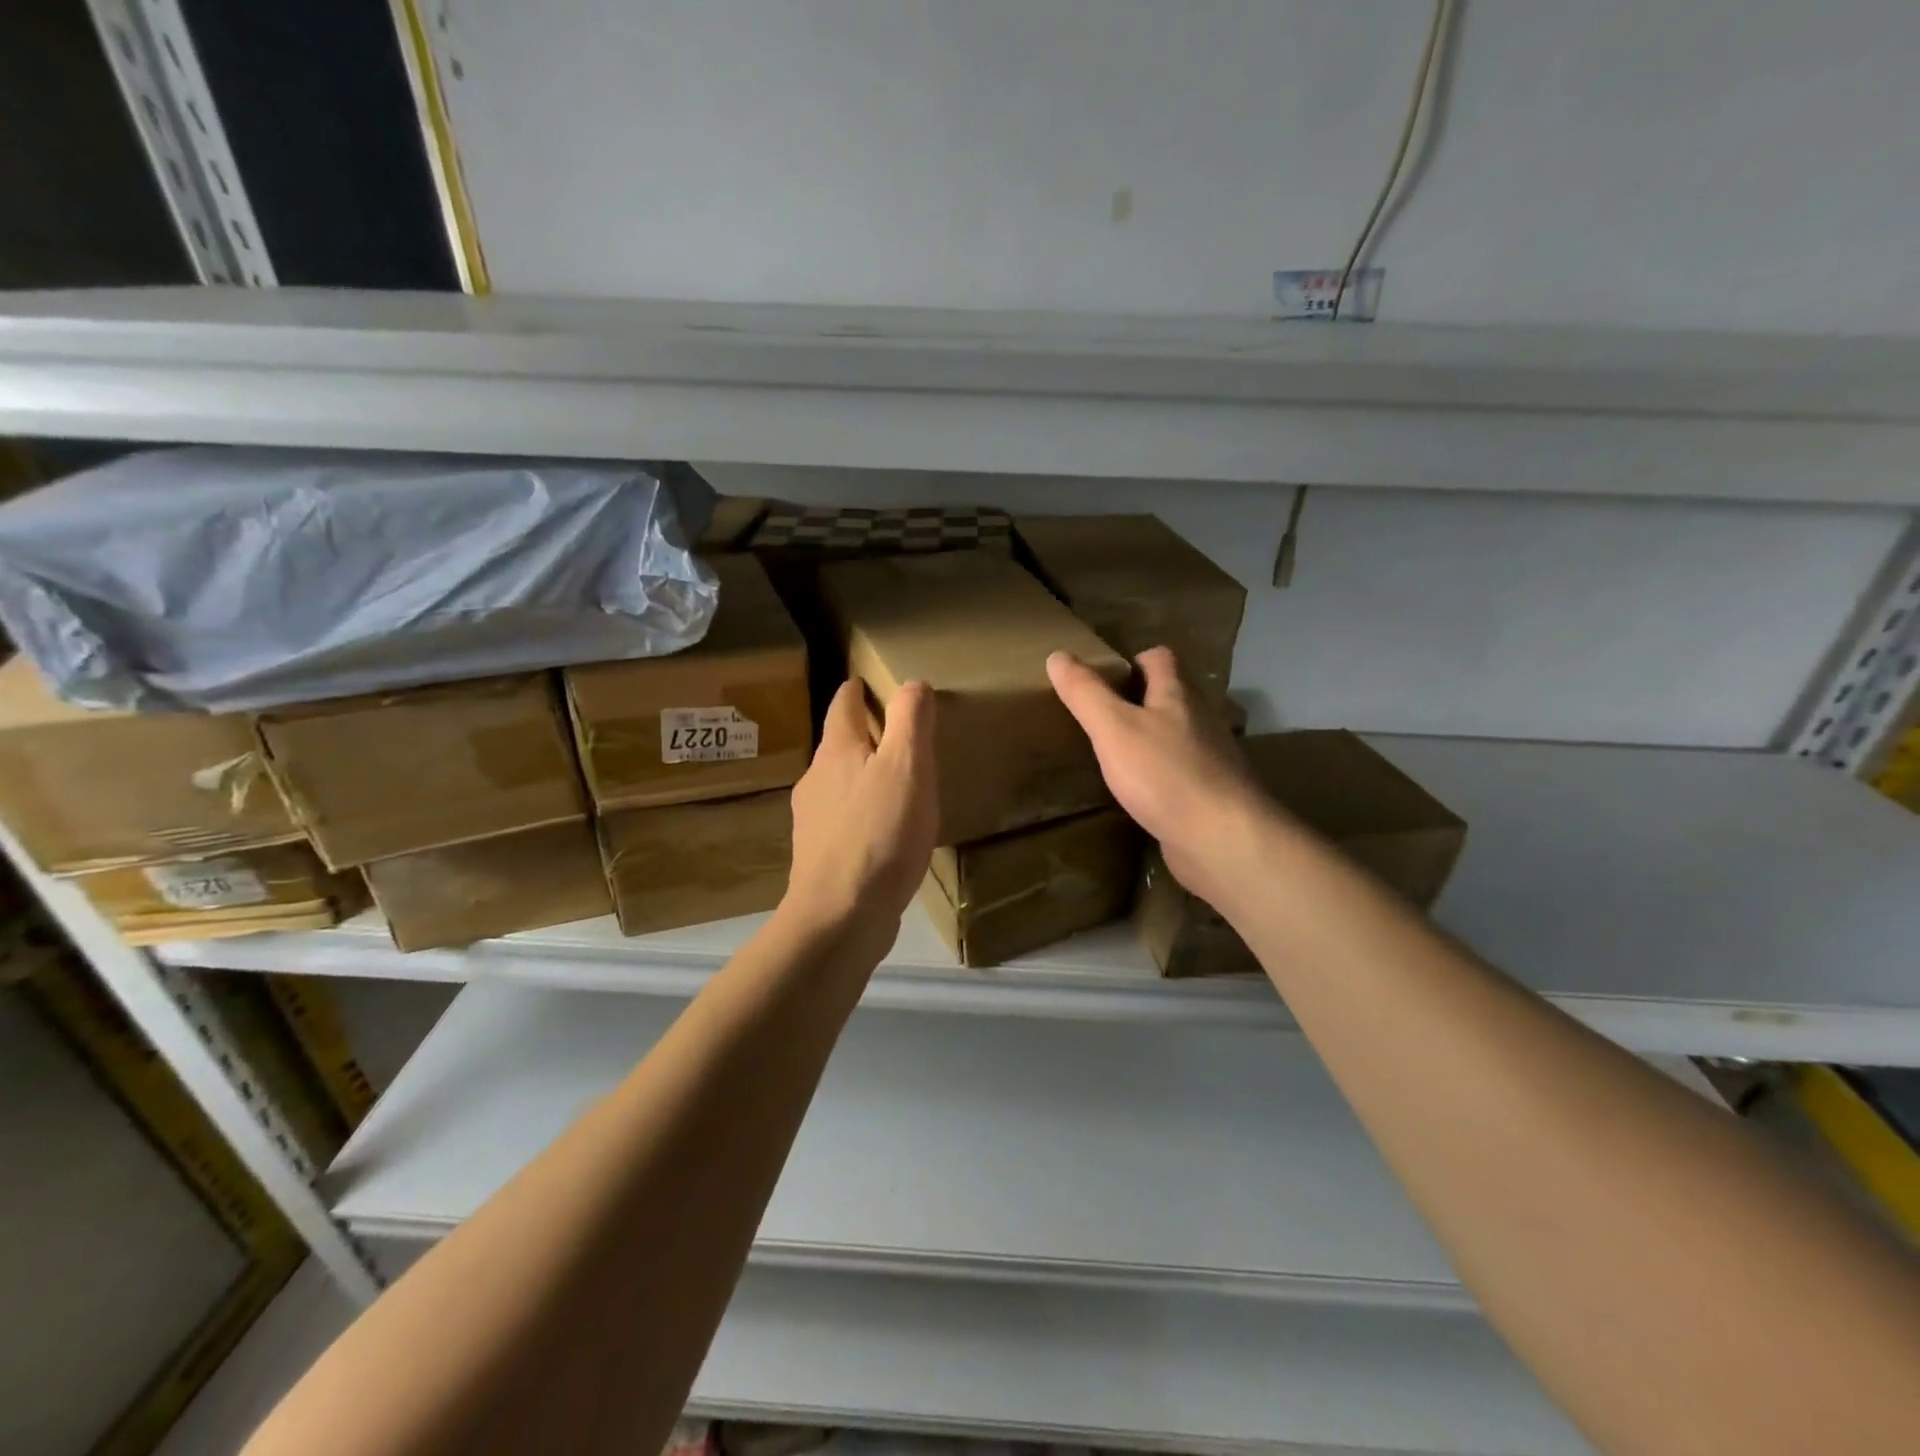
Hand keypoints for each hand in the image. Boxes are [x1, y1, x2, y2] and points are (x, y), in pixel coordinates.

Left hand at [782, 678, 937, 945]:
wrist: (840, 916)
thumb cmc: (879, 834)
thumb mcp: (907, 767)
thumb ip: (910, 720)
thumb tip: (911, 683)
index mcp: (837, 751)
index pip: (843, 704)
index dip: (856, 690)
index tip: (866, 682)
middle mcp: (816, 779)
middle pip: (839, 744)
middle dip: (863, 734)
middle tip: (897, 733)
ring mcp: (814, 820)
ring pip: (840, 783)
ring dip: (863, 775)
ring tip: (896, 782)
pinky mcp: (821, 856)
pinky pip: (845, 820)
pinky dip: (863, 812)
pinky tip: (884, 831)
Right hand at [1047, 646, 1269, 907]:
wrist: (1222, 840)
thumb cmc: (1165, 775)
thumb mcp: (1113, 728)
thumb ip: (1086, 693)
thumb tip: (1057, 655)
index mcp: (1177, 695)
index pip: (1160, 658)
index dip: (1134, 660)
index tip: (1105, 678)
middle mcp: (1200, 720)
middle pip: (1172, 696)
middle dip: (1141, 700)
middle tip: (1102, 716)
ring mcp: (1210, 759)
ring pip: (1177, 736)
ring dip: (1151, 739)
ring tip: (1115, 754)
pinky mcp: (1211, 794)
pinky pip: (1182, 774)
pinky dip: (1161, 776)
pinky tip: (1140, 794)